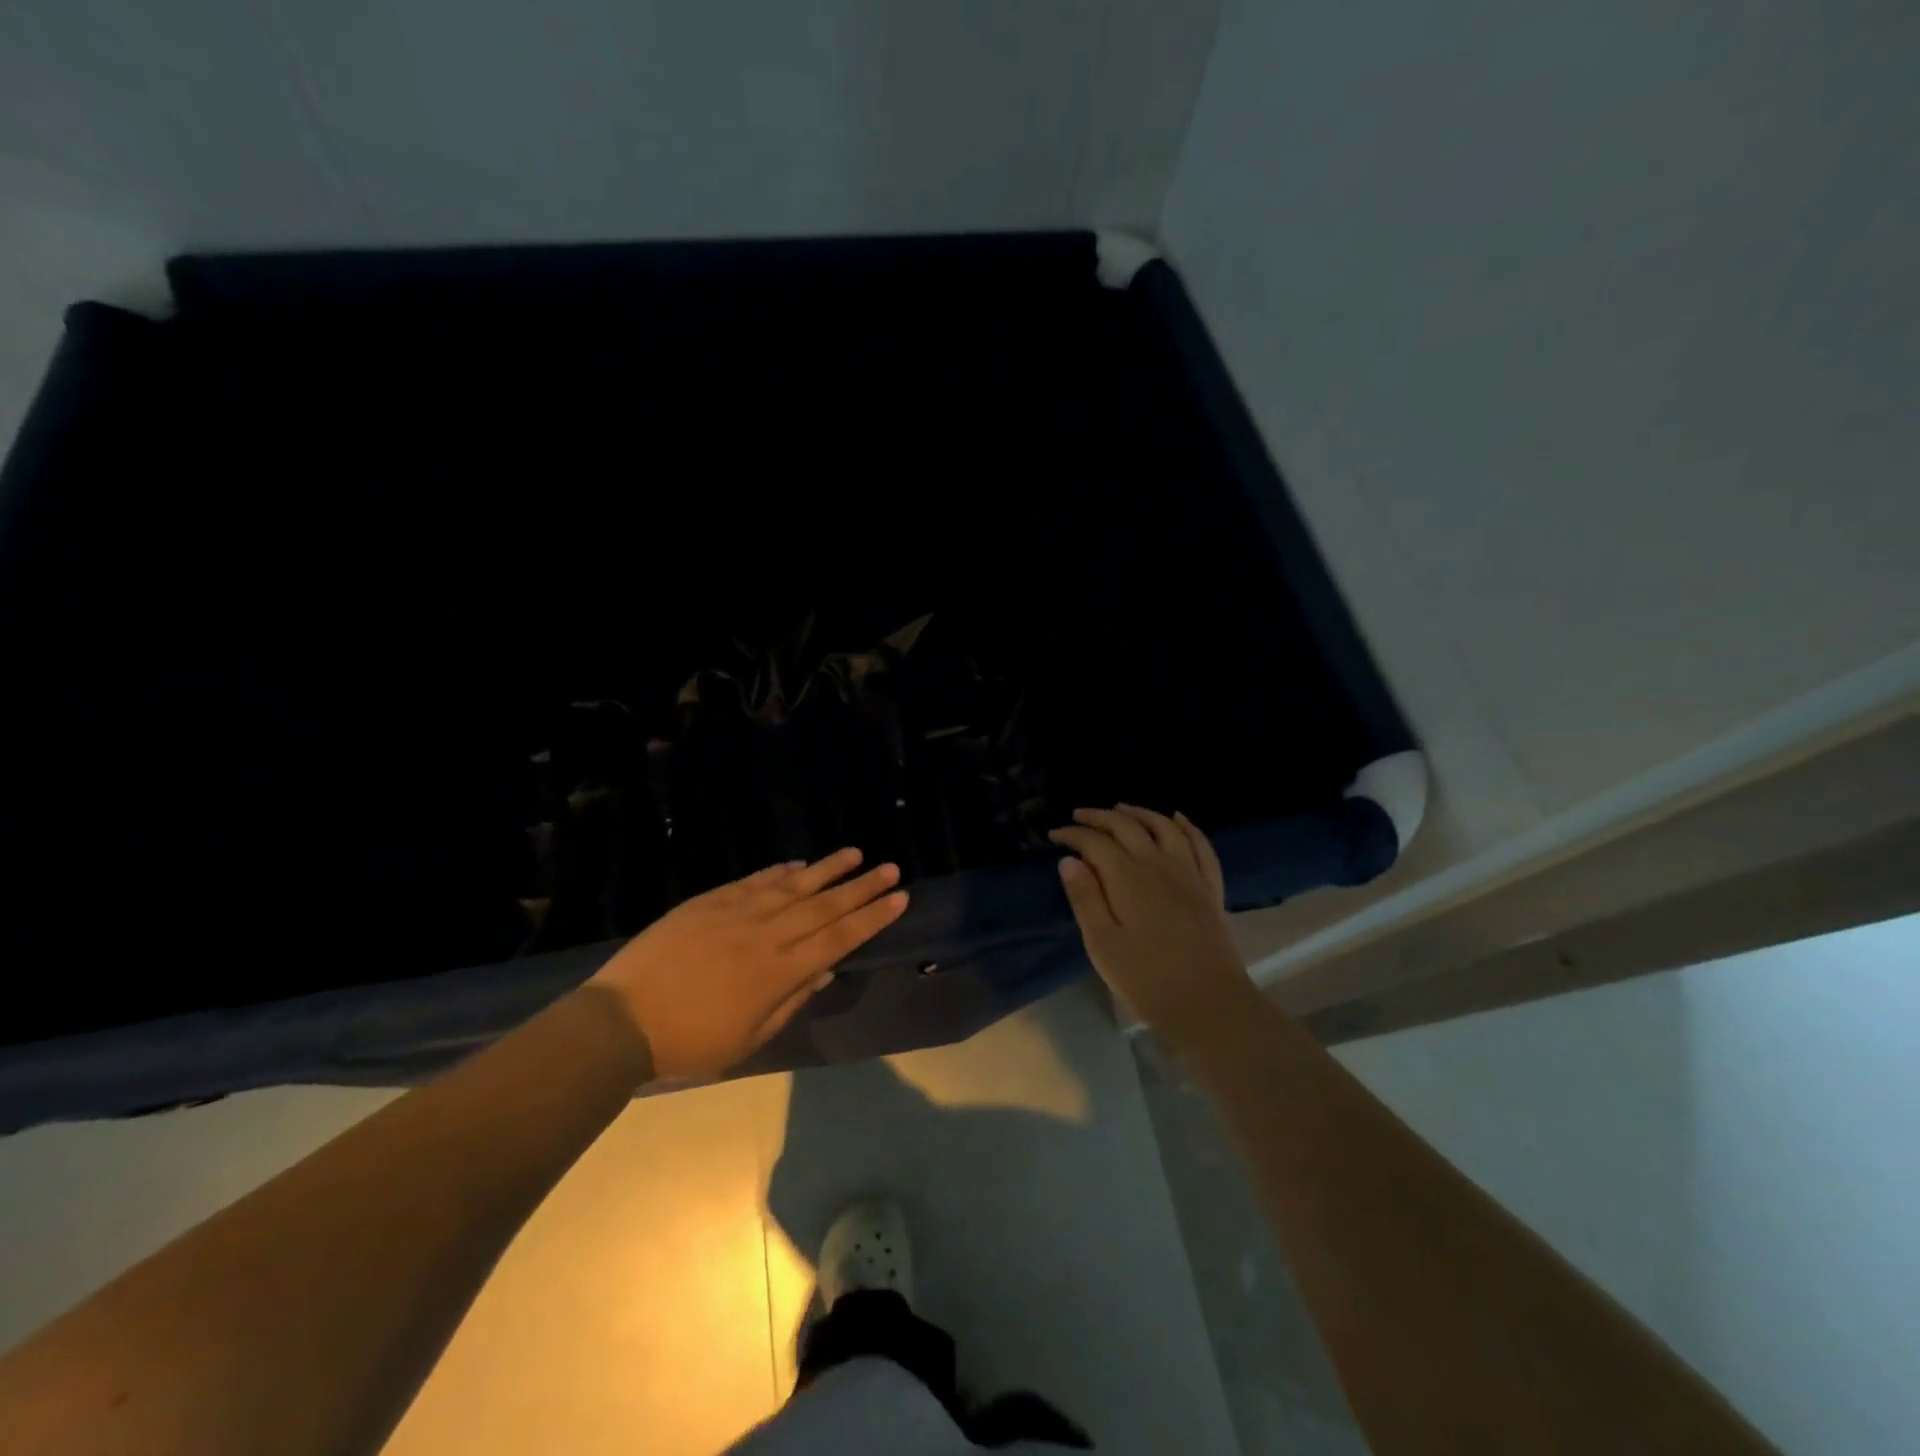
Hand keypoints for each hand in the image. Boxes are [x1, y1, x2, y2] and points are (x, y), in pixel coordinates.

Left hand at [587, 849, 907, 1080]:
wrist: (622, 1019)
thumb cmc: (690, 1041)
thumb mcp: (748, 1037)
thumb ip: (791, 1001)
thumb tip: (824, 970)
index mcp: (780, 972)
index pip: (839, 938)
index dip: (872, 917)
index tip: (899, 898)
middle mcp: (768, 934)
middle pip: (825, 905)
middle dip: (862, 887)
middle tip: (891, 868)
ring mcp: (739, 912)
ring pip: (794, 884)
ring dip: (828, 869)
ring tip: (855, 853)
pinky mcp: (711, 901)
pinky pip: (755, 880)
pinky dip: (780, 871)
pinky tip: (798, 864)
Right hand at [1049, 805, 1257, 1043]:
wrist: (1209, 1004)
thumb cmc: (1147, 980)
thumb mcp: (1102, 944)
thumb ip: (1085, 898)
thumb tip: (1069, 860)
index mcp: (1128, 879)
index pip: (1095, 842)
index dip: (1073, 835)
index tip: (1054, 836)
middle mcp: (1159, 865)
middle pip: (1127, 827)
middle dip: (1100, 817)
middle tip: (1080, 815)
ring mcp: (1189, 874)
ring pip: (1164, 827)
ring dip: (1140, 812)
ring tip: (1121, 808)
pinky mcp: (1210, 887)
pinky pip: (1201, 845)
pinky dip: (1188, 826)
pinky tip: (1178, 818)